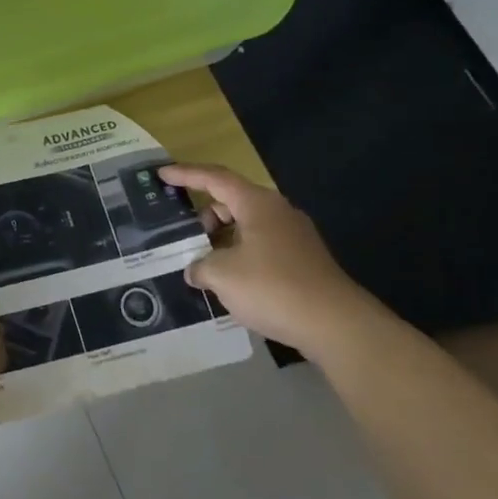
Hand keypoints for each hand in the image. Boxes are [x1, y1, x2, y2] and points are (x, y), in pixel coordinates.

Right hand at [160, 164, 371, 356]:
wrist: (336, 324)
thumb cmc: (273, 287)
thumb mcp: (222, 275)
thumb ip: (199, 266)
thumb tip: (195, 270)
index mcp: (257, 204)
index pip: (214, 178)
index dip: (185, 174)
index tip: (162, 174)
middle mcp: (277, 212)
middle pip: (231, 202)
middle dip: (204, 216)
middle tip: (183, 236)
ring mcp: (294, 236)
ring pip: (246, 227)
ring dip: (221, 240)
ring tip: (202, 264)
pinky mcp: (302, 260)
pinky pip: (261, 247)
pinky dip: (239, 255)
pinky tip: (229, 281)